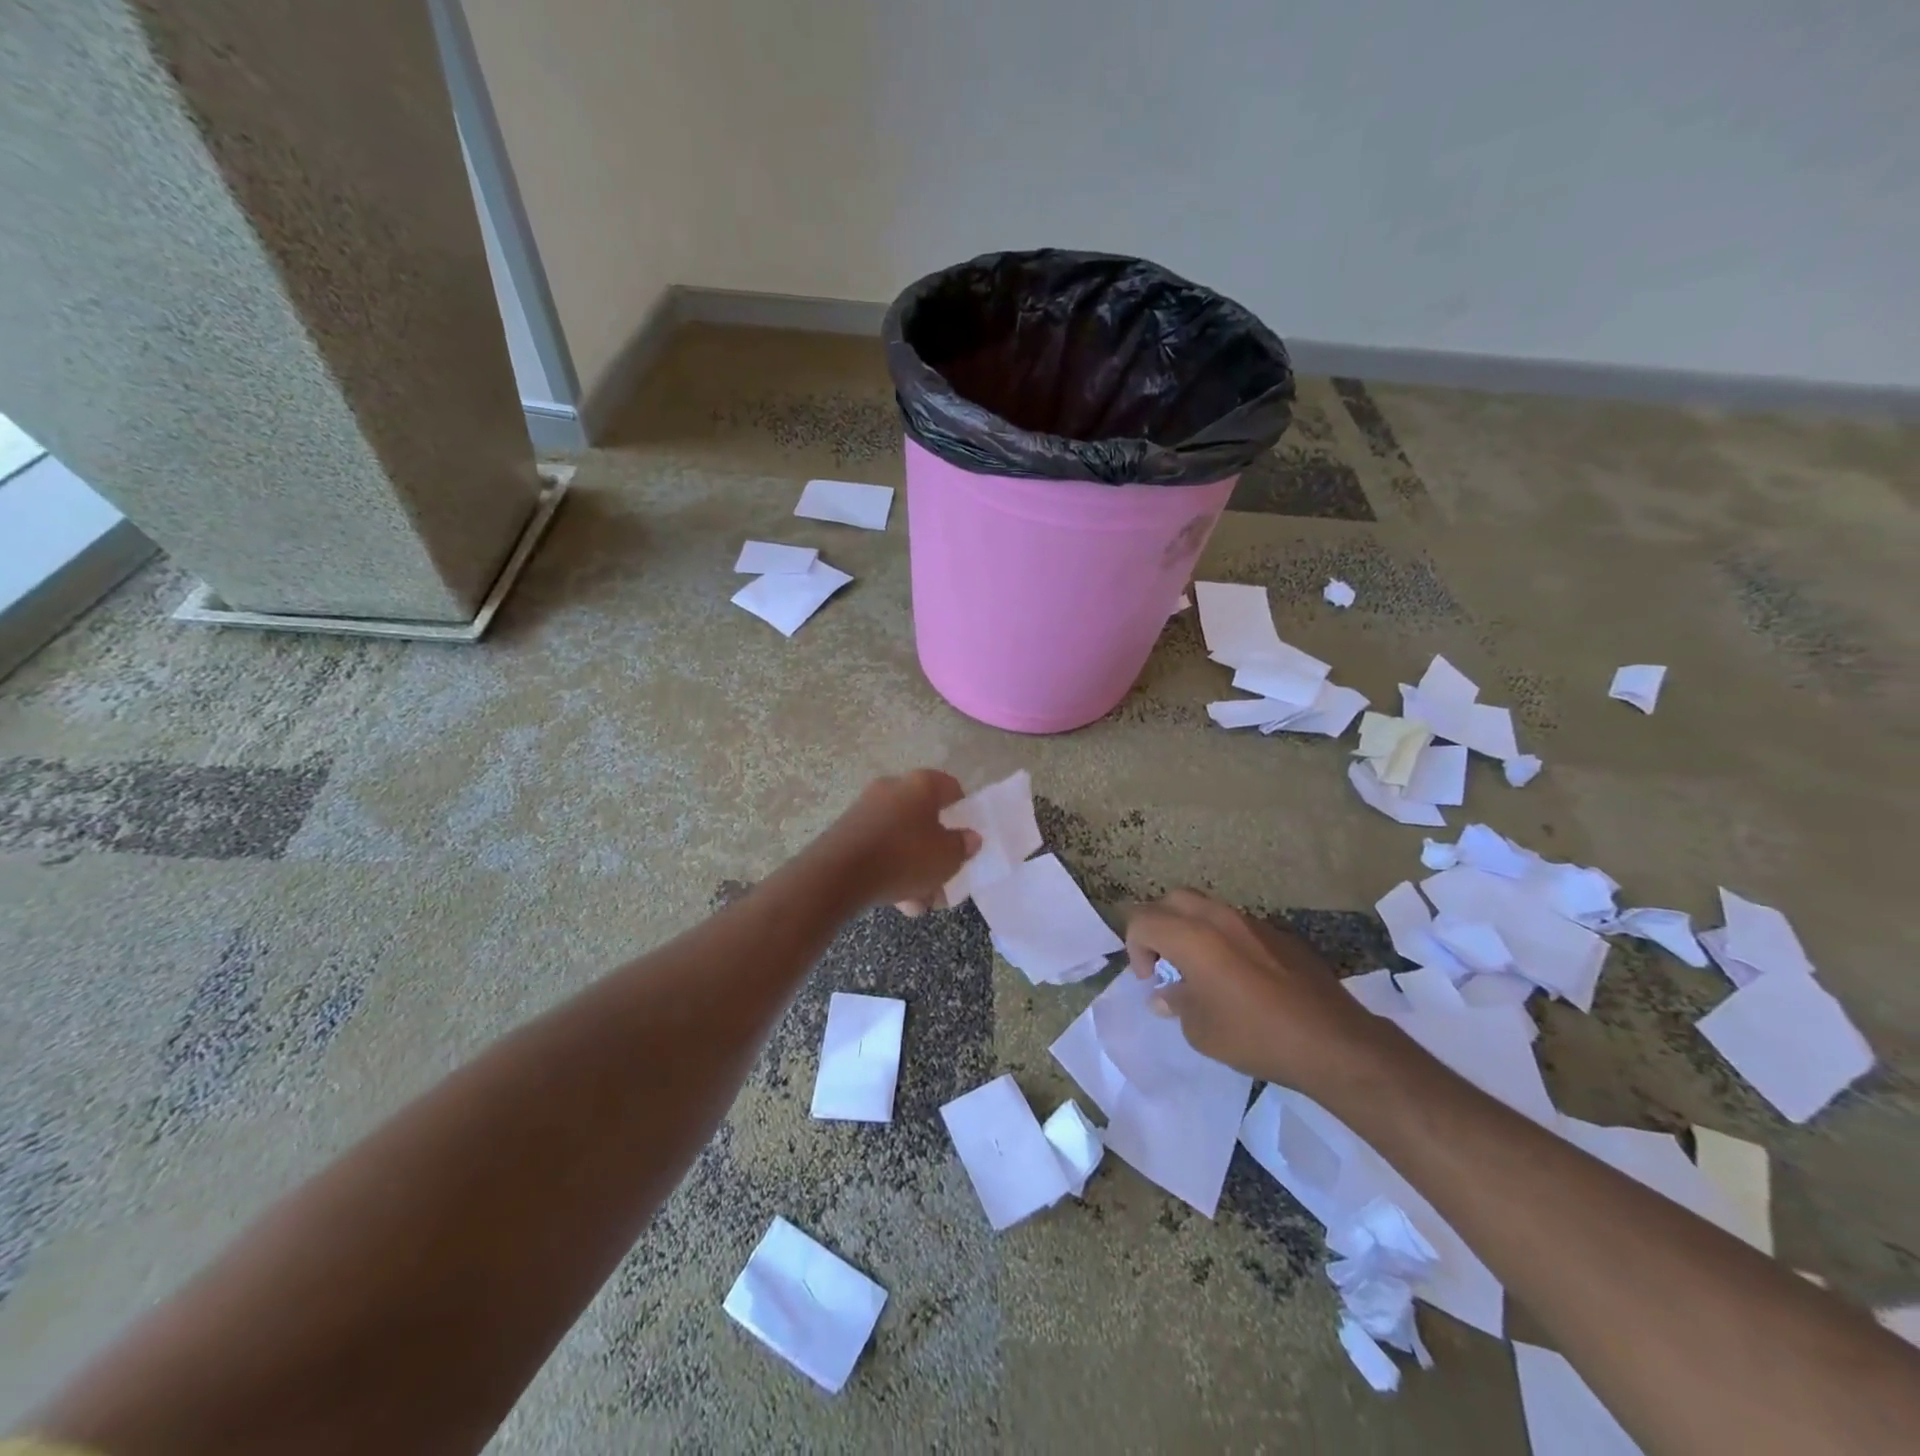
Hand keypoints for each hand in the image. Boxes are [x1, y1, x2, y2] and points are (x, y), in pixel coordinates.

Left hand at [818, 769, 979, 913]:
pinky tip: (898, 902)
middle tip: (944, 879)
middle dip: (935, 851)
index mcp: (921, 784)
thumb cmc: (904, 857)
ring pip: (901, 838)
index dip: (963, 811)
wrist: (838, 875)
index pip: (951, 788)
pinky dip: (891, 870)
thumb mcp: (947, 857)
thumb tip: (969, 837)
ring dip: (914, 868)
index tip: (965, 838)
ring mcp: (866, 809)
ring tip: (921, 903)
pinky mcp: (847, 832)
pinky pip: (880, 849)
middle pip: (924, 818)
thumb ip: (963, 846)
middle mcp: (892, 789)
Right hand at [1124, 890, 1386, 1088]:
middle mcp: (1219, 918)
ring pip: (1207, 907)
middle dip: (1159, 926)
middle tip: (1165, 963)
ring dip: (1191, 929)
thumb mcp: (1200, 1029)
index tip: (1150, 980)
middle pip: (1172, 900)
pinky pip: (1238, 925)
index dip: (1135, 948)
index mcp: (1192, 936)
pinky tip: (1238, 976)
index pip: (1143, 920)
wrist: (1331, 1041)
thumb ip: (1176, 1003)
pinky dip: (1223, 940)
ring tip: (1199, 968)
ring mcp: (1253, 922)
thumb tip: (1166, 994)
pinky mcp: (1280, 935)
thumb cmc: (1254, 1035)